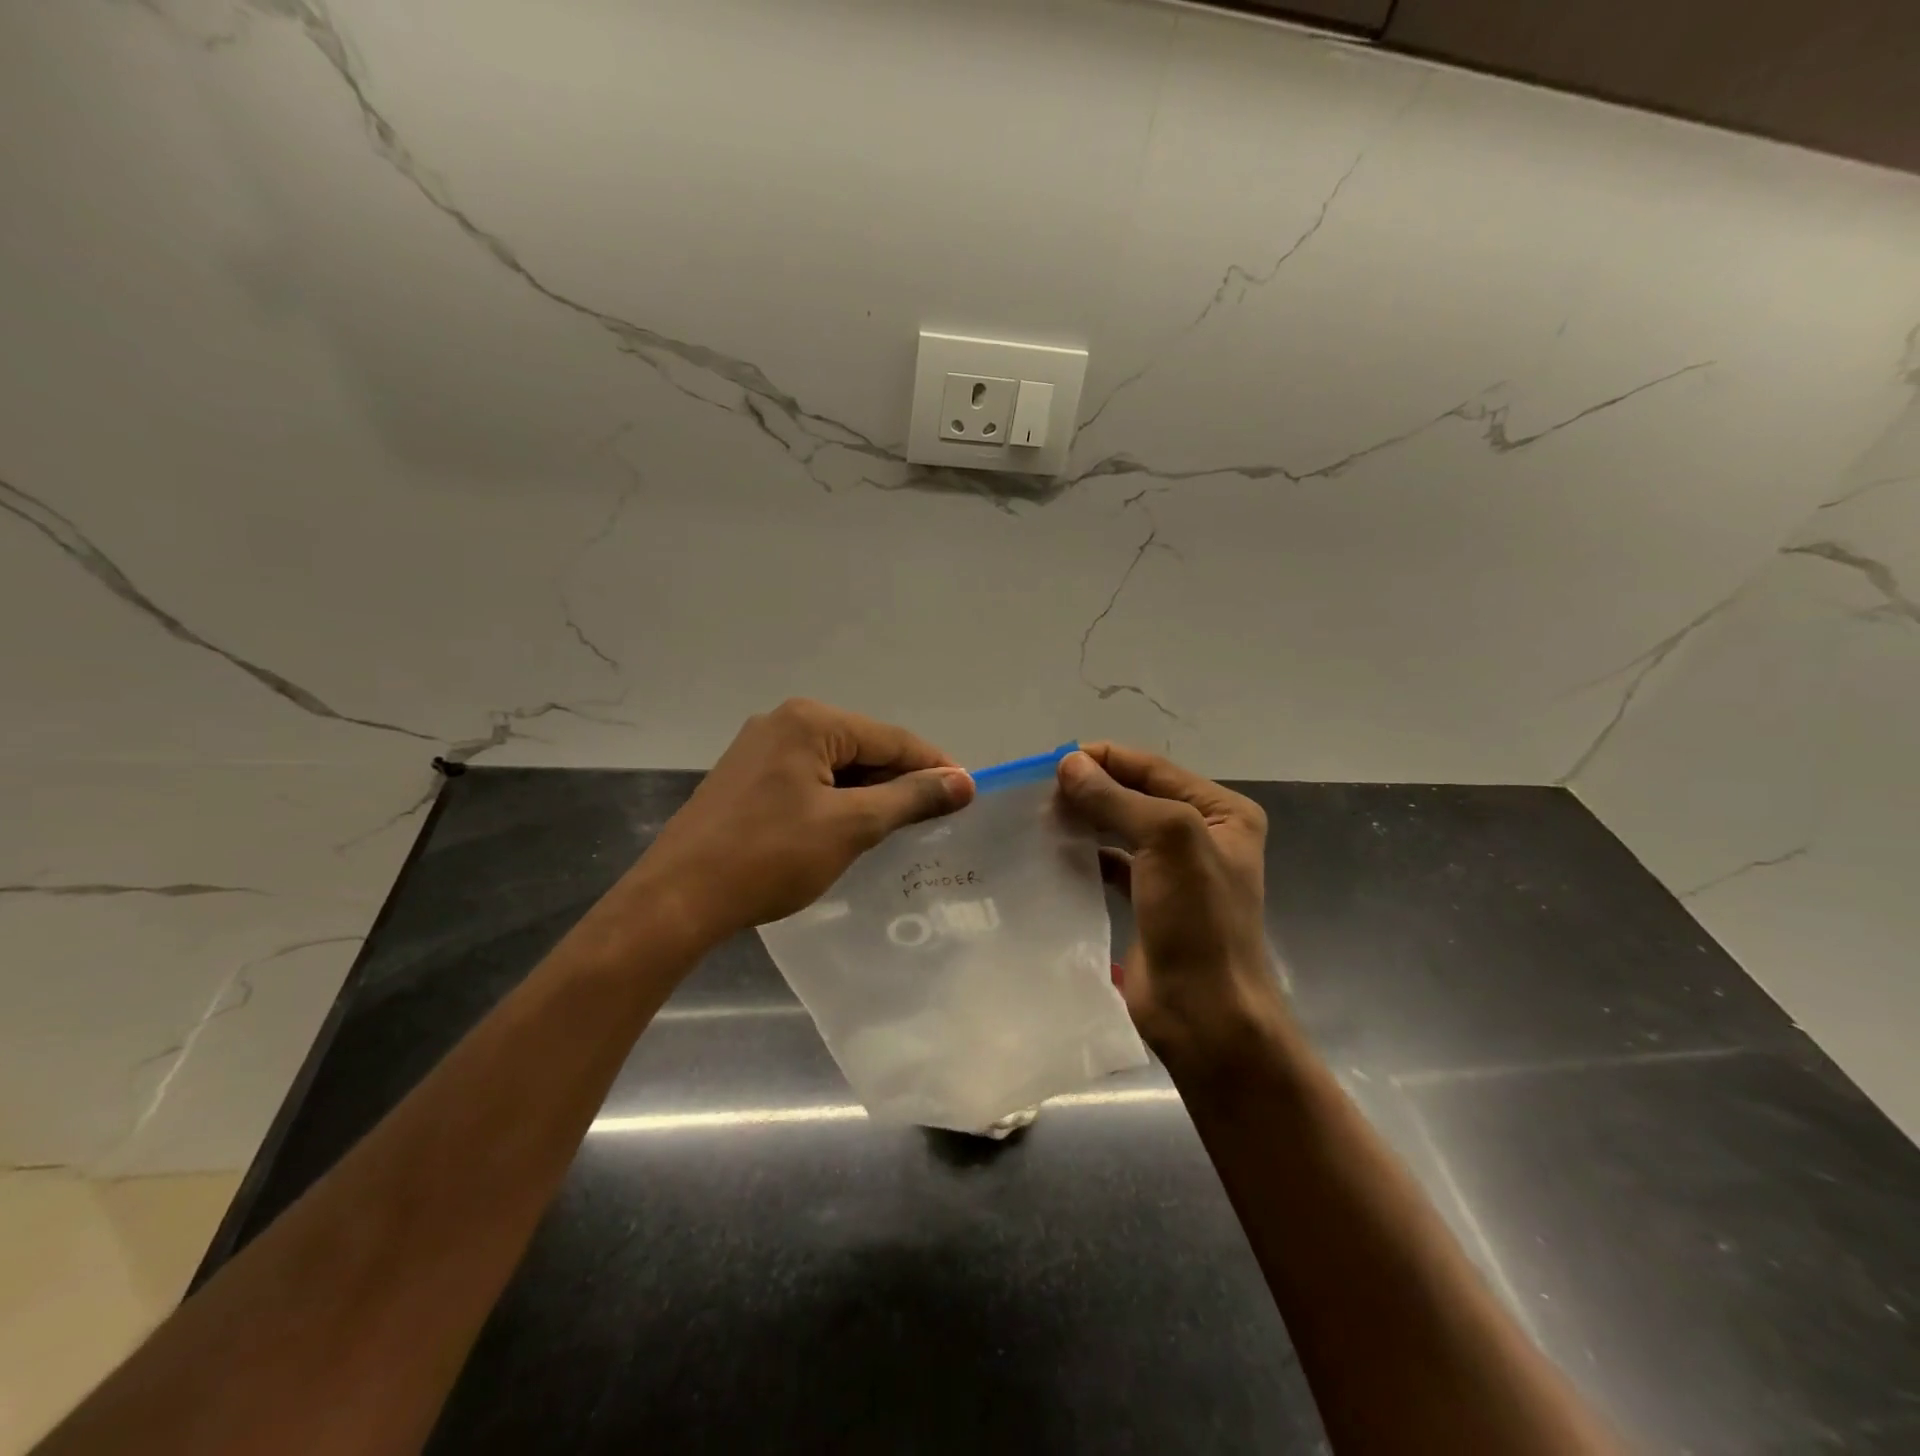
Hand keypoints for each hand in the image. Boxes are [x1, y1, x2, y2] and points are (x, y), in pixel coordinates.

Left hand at [631, 699, 974, 944]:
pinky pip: (809, 780)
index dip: (934, 766)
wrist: (678, 898)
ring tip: (900, 829)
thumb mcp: (852, 826)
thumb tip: (964, 781)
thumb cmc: (770, 857)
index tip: (967, 796)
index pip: (892, 738)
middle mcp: (783, 722)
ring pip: (836, 766)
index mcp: (810, 722)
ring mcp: (759, 749)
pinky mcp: (746, 778)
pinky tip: (851, 829)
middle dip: (900, 781)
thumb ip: (910, 798)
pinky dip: (837, 801)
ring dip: (870, 794)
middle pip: (864, 748)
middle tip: (935, 819)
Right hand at [1056, 743, 1282, 1069]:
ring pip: (1120, 828)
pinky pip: (1112, 863)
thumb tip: (1068, 763)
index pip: (1153, 768)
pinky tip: (1055, 853)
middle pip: (1136, 795)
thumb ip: (1116, 797)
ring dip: (1085, 819)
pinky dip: (1086, 854)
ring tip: (1040, 818)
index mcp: (1221, 812)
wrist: (1205, 1013)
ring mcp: (1174, 870)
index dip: (1104, 759)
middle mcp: (1201, 834)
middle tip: (1040, 793)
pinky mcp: (1148, 900)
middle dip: (1091, 788)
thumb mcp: (1166, 841)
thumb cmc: (1197, 920)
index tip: (1051, 762)